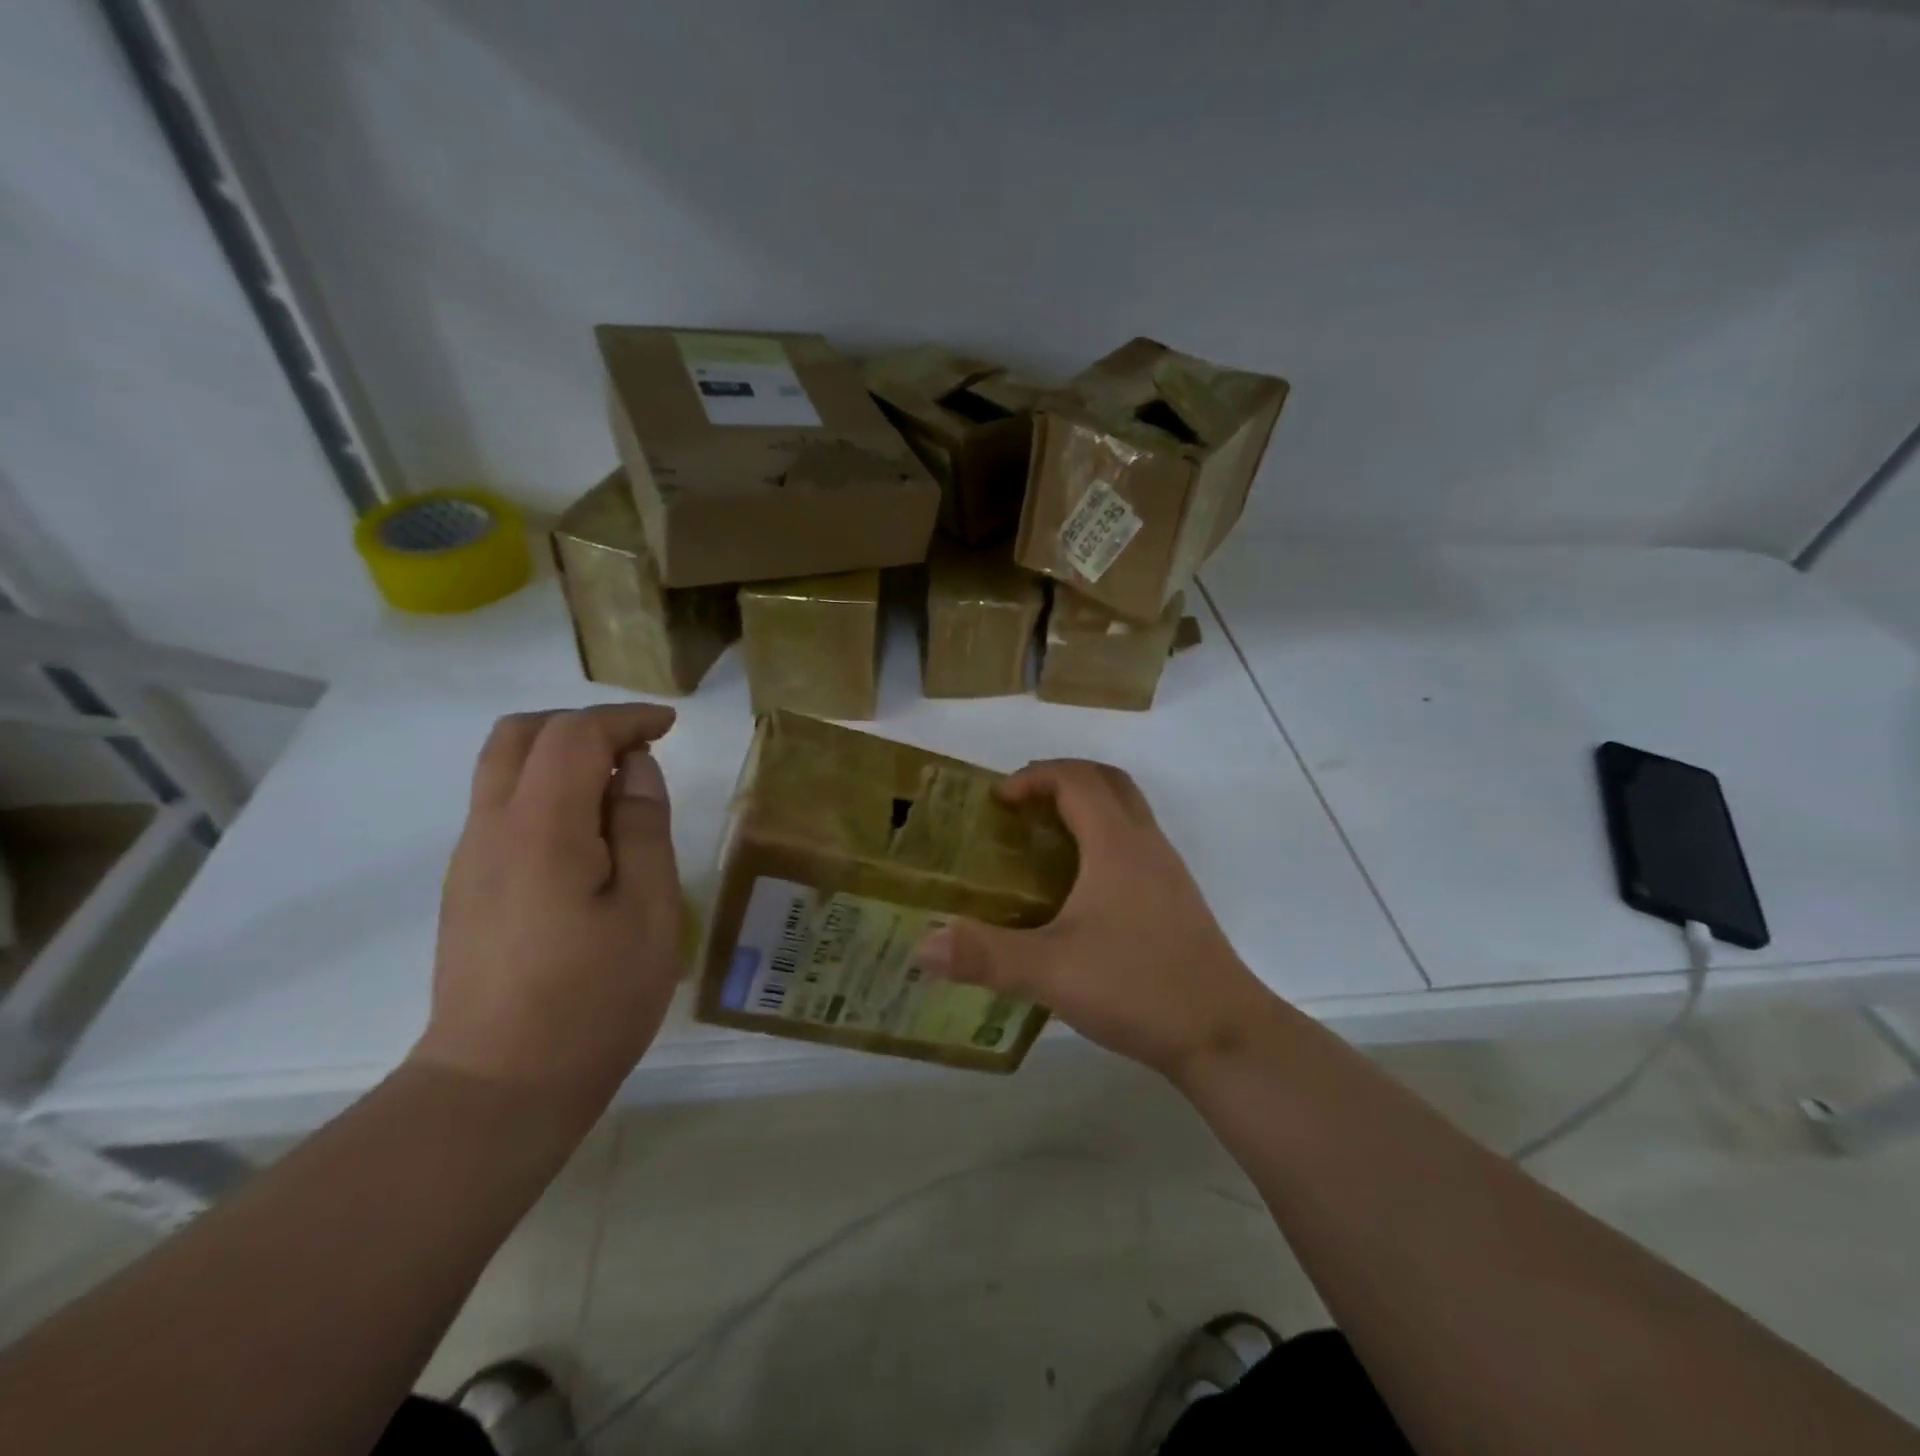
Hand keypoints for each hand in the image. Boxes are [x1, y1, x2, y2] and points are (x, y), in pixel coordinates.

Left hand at [411, 704, 682, 1114]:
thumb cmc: (594, 999)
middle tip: (637, 749)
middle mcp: (492, 829)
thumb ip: (642, 827)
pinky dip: (544, 789)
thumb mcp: (648, 910)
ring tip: (616, 787)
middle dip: (583, 724)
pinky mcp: (467, 887)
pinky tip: (586, 834)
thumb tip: (636, 770)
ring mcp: (470, 859)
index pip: (574, 735)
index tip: (668, 727)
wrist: (499, 1087)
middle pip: (520, 735)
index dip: (624, 719)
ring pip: (502, 768)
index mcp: (542, 829)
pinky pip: (500, 806)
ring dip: (560, 754)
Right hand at [914, 759, 1276, 1080]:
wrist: (1224, 1034)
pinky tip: (1077, 890)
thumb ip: (985, 956)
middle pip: (1107, 782)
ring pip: (1126, 812)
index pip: (1076, 779)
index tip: (998, 801)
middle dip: (1060, 780)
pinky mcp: (1175, 899)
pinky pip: (1133, 844)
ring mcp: (1167, 872)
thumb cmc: (1139, 987)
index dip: (1034, 776)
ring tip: (1041, 843)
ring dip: (1084, 809)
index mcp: (1118, 844)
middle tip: (1021, 807)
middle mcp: (1146, 844)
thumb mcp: (1051, 972)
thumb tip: (921, 946)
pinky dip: (1101, 840)